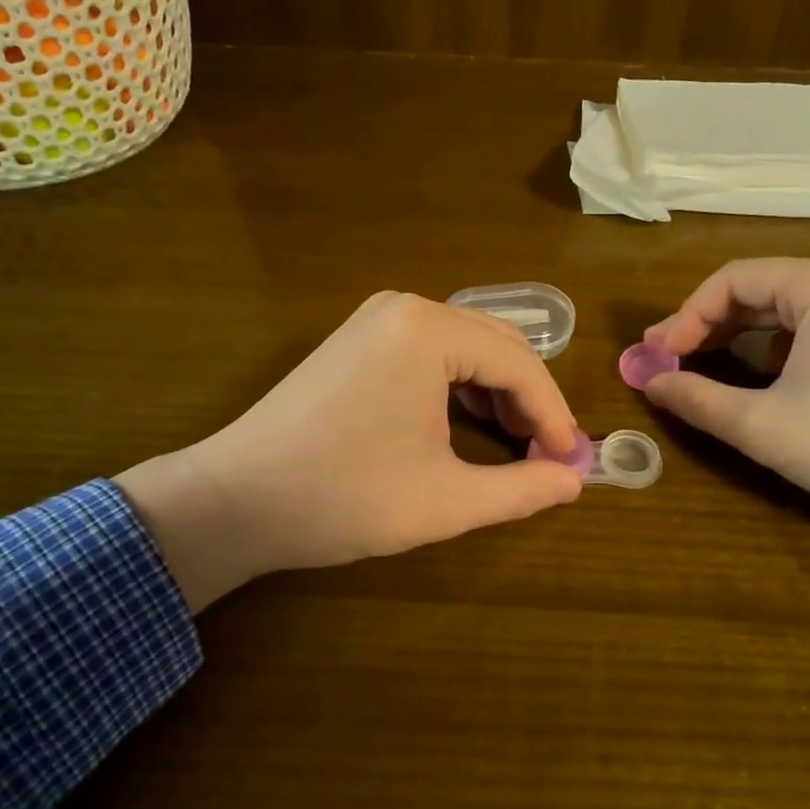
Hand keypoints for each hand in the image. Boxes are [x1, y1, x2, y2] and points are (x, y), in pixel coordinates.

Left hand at [115, 292, 584, 612]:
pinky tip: (466, 423)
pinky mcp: (357, 340)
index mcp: (429, 330)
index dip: (553, 414)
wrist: (235, 500)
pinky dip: (458, 385)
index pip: (520, 362)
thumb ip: (520, 489)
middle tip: (545, 454)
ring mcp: (375, 320)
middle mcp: (405, 308)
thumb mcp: (445, 501)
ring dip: (496, 391)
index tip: (569, 461)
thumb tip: (575, 481)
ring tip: (512, 443)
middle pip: (496, 344)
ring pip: (464, 346)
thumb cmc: (344, 497)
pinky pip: (429, 352)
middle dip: (527, 399)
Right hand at [642, 258, 809, 524]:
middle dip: (706, 323)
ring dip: (736, 333)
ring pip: (783, 307)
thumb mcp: (764, 426)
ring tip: (700, 363)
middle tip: (666, 359)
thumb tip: (649, 382)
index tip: (656, 356)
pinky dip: (772, 344)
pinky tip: (758, 374)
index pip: (732, 280)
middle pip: (757, 287)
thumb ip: (697, 399)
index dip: (685, 316)